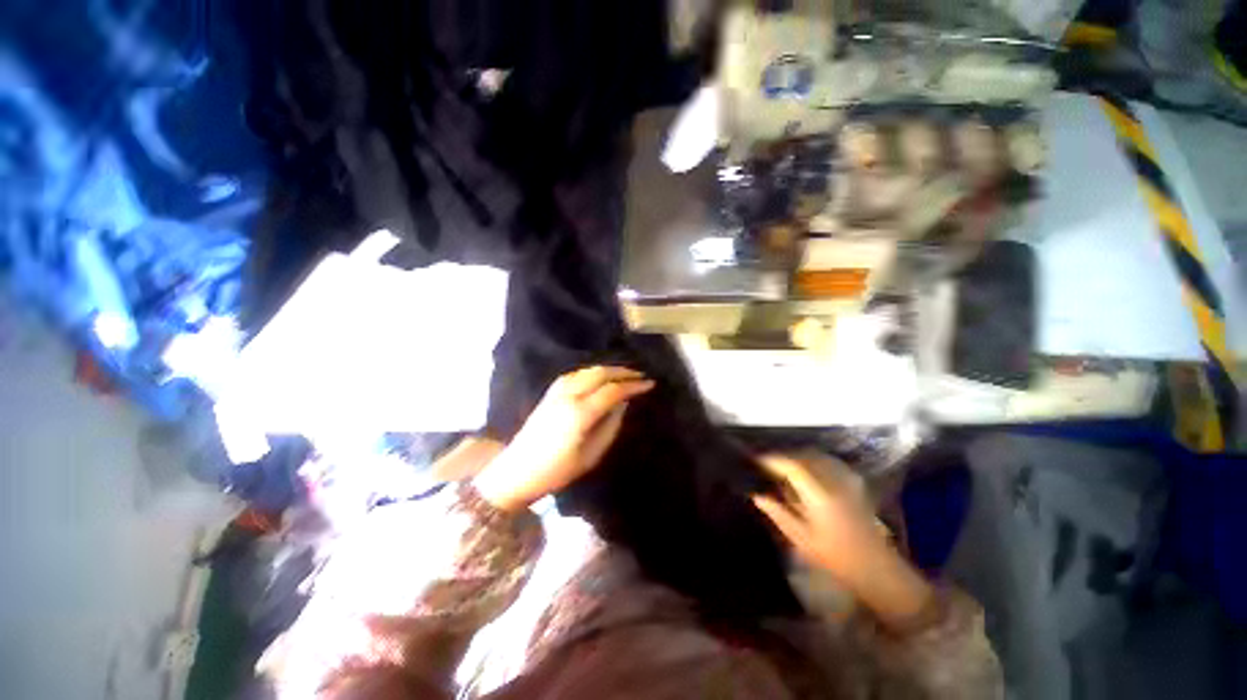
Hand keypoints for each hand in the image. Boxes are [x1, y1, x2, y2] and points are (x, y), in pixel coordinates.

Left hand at [473, 366, 653, 511]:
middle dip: (622, 371)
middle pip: (600, 373)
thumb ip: (610, 426)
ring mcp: (556, 392)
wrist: (516, 472)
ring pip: (587, 370)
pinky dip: (591, 372)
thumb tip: (623, 404)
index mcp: (580, 413)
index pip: (612, 390)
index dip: (633, 385)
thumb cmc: (556, 471)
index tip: (650, 383)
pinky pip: (574, 374)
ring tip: (623, 373)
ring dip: (607, 369)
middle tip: (640, 375)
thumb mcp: (590, 456)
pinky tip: (597, 376)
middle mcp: (568, 396)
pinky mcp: (549, 394)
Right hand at [752, 454, 935, 630]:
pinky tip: (808, 470)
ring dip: (799, 456)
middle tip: (768, 464)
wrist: (877, 569)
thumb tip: (757, 496)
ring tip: (785, 466)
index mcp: (820, 496)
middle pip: (806, 456)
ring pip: (819, 456)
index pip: (793, 467)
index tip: (758, 460)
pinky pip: (830, 462)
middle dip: (785, 456)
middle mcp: (835, 483)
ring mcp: (848, 482)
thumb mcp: (802, 539)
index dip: (774, 460)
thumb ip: (778, 514)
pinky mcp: (855, 484)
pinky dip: (815, 460)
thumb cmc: (836, 558)